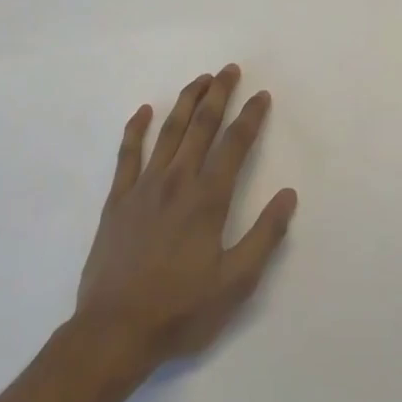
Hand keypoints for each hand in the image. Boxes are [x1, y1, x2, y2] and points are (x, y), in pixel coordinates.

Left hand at [73, 66, 297, 379]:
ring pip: (169, 131)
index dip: (251, 117)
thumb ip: (264, 236)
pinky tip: (143, 111)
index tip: (261, 95)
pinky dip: (136, 129)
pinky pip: (127, 154)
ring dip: (187, 101)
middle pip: (202, 126)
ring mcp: (144, 186)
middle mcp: (178, 181)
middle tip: (230, 69)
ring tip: (200, 79)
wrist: (114, 332)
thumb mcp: (235, 283)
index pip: (235, 144)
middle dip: (219, 94)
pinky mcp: (117, 199)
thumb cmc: (180, 311)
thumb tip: (288, 195)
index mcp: (208, 199)